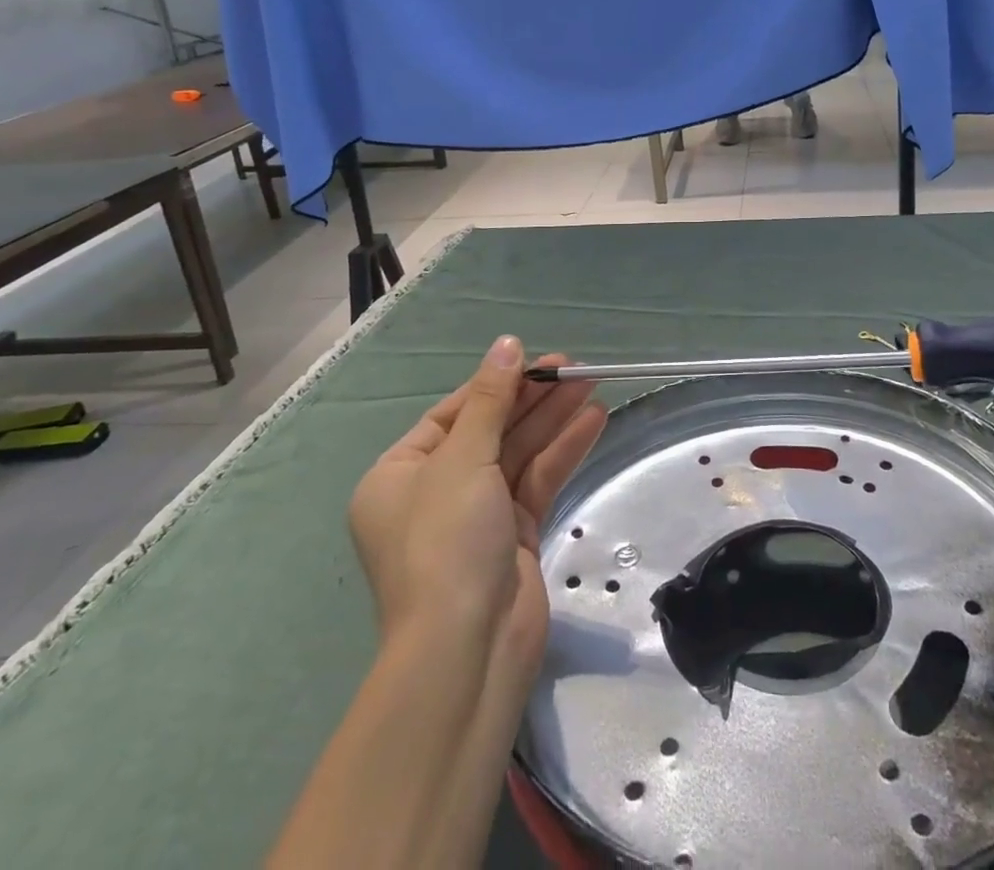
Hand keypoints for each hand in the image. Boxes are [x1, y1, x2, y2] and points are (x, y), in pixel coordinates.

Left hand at [348, 336, 606, 683]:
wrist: (467, 650)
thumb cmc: (446, 542)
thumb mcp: (463, 460)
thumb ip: (491, 400)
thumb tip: (506, 344)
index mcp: (401, 474)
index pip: (453, 414)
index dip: (495, 384)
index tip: (534, 360)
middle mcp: (435, 492)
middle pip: (491, 430)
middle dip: (532, 398)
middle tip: (575, 366)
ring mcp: (477, 516)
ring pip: (519, 453)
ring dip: (554, 419)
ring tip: (592, 383)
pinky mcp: (514, 536)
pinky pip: (538, 481)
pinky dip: (563, 451)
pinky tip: (593, 420)